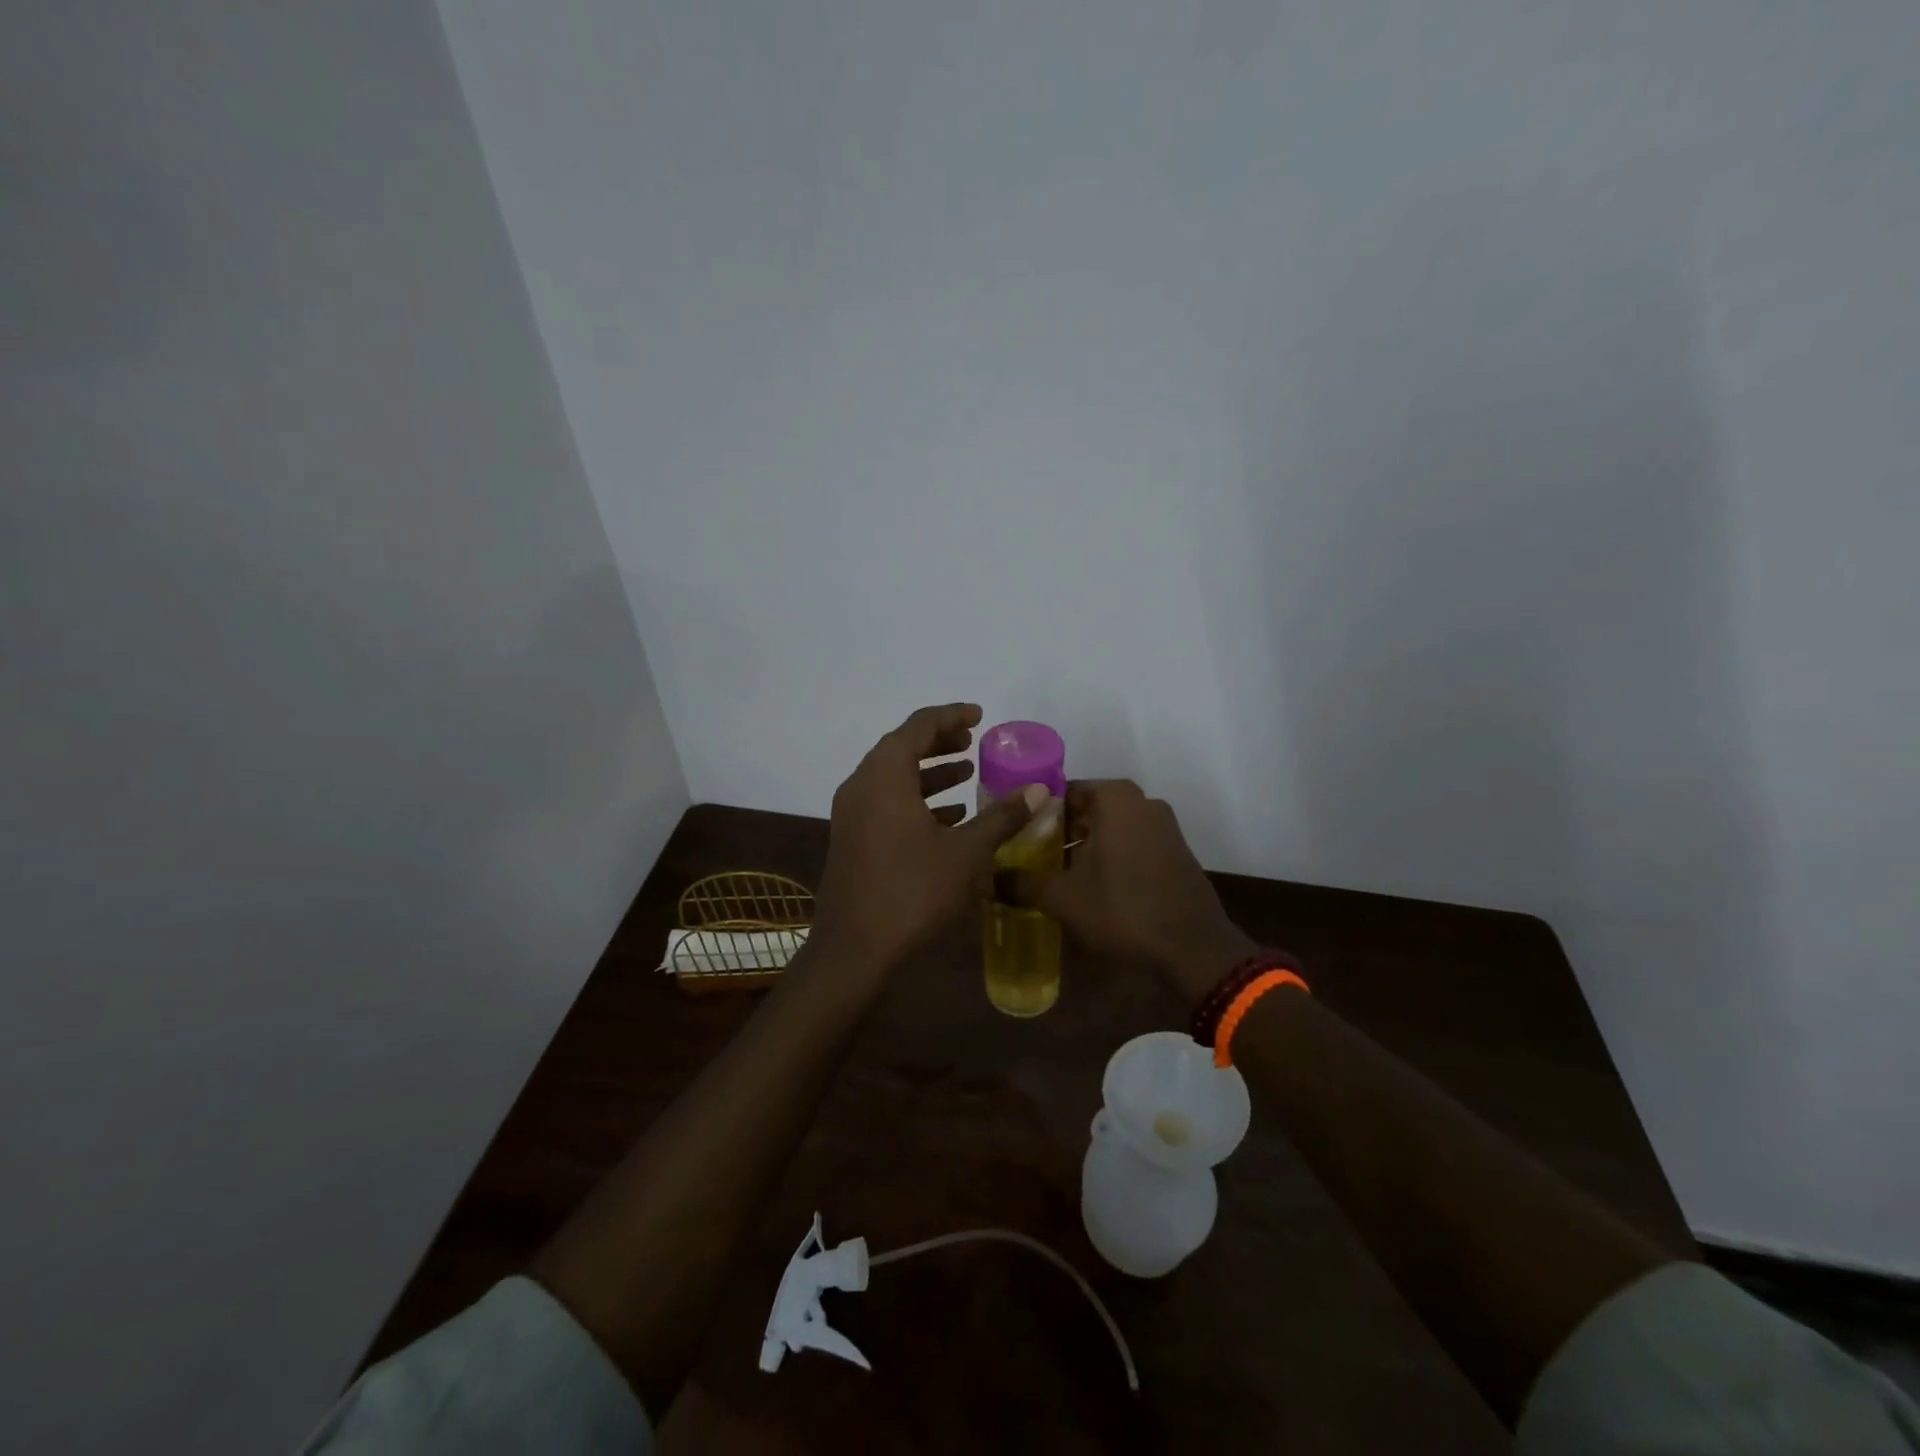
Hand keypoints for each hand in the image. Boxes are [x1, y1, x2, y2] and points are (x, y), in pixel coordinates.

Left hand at [812, 703, 1042, 975]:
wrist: (854, 950)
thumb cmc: (912, 892)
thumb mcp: (966, 853)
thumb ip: (1002, 817)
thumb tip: (1037, 790)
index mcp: (884, 776)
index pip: (918, 726)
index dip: (951, 716)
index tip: (979, 715)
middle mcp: (861, 786)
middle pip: (901, 747)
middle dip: (939, 741)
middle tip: (973, 741)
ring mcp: (852, 814)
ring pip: (893, 777)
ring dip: (930, 772)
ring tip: (967, 774)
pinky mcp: (852, 839)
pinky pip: (886, 803)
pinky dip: (916, 800)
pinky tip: (948, 817)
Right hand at [1020, 780, 1252, 993]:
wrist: (1193, 948)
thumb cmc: (1123, 909)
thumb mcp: (1063, 898)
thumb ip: (1022, 883)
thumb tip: (990, 879)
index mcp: (1115, 798)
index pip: (1062, 793)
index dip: (1035, 815)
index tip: (1014, 838)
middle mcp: (1142, 801)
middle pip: (1086, 809)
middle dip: (1058, 832)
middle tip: (1028, 858)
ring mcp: (1164, 826)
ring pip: (1109, 828)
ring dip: (1083, 846)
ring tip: (1054, 875)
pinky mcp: (1175, 851)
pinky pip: (1131, 843)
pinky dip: (1109, 857)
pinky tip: (1091, 886)